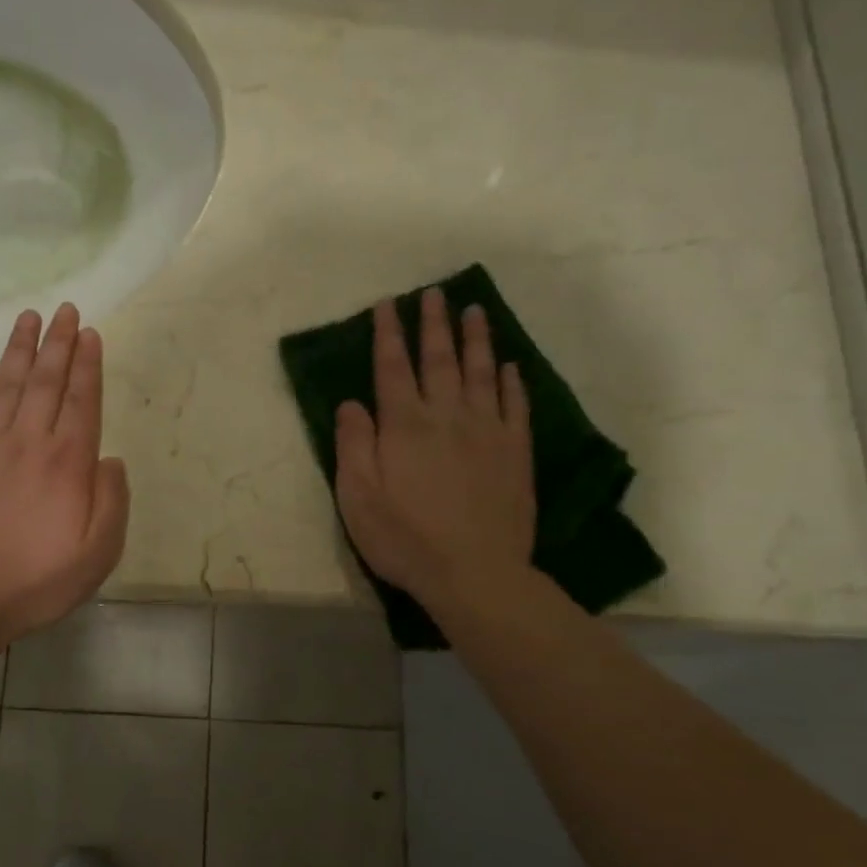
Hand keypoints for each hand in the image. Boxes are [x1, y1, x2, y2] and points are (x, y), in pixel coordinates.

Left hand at [0, 304, 129, 648]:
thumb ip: (111, 502)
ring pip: (7, 383)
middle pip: (47, 381)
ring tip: (30, 317)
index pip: (82, 400)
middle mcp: (28, 441)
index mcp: (68, 463)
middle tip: (66, 310)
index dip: (88, 364)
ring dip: (21, 347)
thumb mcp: (97, 554)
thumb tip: (111, 459)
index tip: (90, 333)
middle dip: (59, 342)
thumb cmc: (35, 581)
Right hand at [334, 288, 536, 614]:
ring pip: (481, 373)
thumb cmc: (405, 539)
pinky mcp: (515, 452)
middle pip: (439, 360)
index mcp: (404, 425)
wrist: (475, 573)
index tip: (388, 305)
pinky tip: (509, 366)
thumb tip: (351, 402)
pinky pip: (514, 406)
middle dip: (434, 324)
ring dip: (476, 340)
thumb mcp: (358, 497)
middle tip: (434, 293)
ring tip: (475, 311)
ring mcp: (487, 432)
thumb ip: (353, 445)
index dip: (388, 334)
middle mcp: (447, 416)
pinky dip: (510, 382)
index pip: (393, 368)